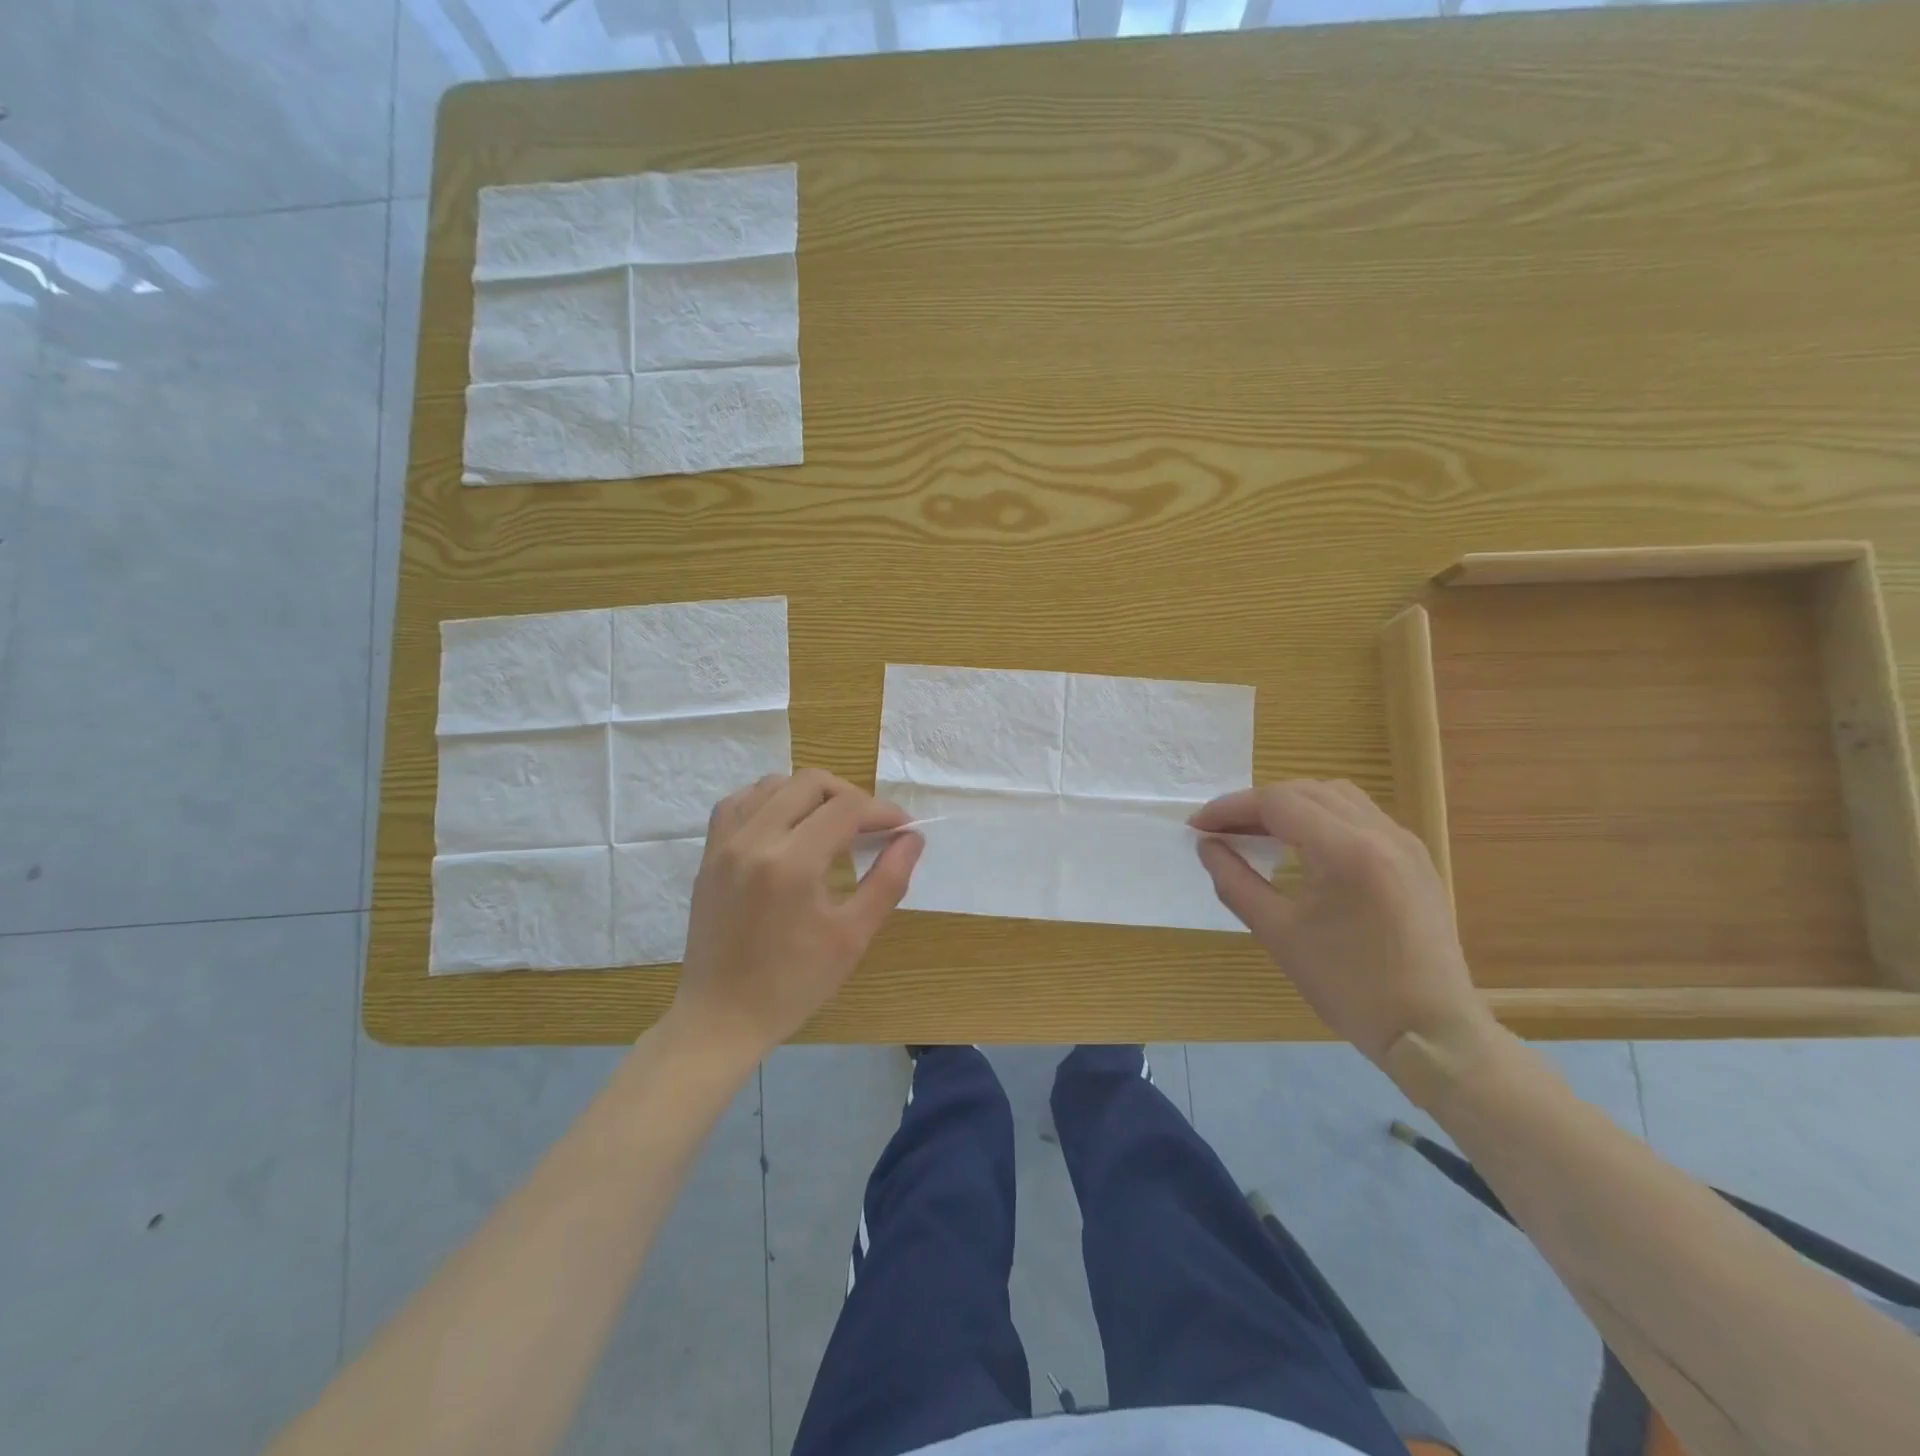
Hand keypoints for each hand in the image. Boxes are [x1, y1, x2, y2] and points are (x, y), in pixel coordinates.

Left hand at [670, 770, 922, 1062]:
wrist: (722, 1017)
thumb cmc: (795, 984)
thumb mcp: (853, 936)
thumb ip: (888, 880)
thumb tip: (912, 838)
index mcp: (792, 863)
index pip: (847, 808)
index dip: (882, 811)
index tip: (902, 828)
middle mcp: (755, 840)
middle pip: (810, 782)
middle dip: (850, 795)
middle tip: (870, 827)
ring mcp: (725, 843)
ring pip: (774, 783)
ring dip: (810, 794)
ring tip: (831, 825)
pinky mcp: (709, 853)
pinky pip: (740, 801)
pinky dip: (770, 800)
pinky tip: (786, 823)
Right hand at [1191, 780, 1493, 1071]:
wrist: (1432, 1031)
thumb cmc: (1350, 987)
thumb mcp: (1279, 934)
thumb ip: (1235, 882)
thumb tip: (1207, 846)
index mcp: (1347, 850)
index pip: (1277, 803)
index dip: (1230, 808)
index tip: (1197, 826)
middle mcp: (1380, 832)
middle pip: (1305, 791)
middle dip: (1256, 804)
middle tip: (1220, 829)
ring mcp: (1404, 843)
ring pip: (1336, 797)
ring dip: (1291, 805)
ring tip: (1257, 831)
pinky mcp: (1414, 859)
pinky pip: (1360, 816)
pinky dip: (1322, 817)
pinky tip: (1303, 846)